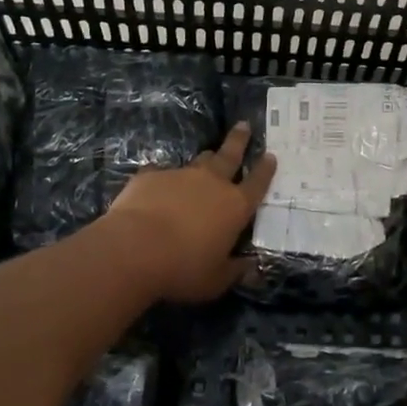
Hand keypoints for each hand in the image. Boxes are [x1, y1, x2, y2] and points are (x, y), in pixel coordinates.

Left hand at [101, 124, 275, 302]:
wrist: (134, 248)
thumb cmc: (183, 268)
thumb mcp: (215, 280)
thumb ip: (235, 271)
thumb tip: (252, 267)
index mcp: (235, 206)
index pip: (257, 183)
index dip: (266, 170)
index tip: (271, 156)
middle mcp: (212, 183)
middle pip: (230, 155)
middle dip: (239, 140)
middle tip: (244, 125)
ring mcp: (181, 175)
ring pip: (199, 160)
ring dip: (206, 158)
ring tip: (208, 154)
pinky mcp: (151, 175)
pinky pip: (162, 172)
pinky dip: (165, 178)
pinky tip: (157, 185)